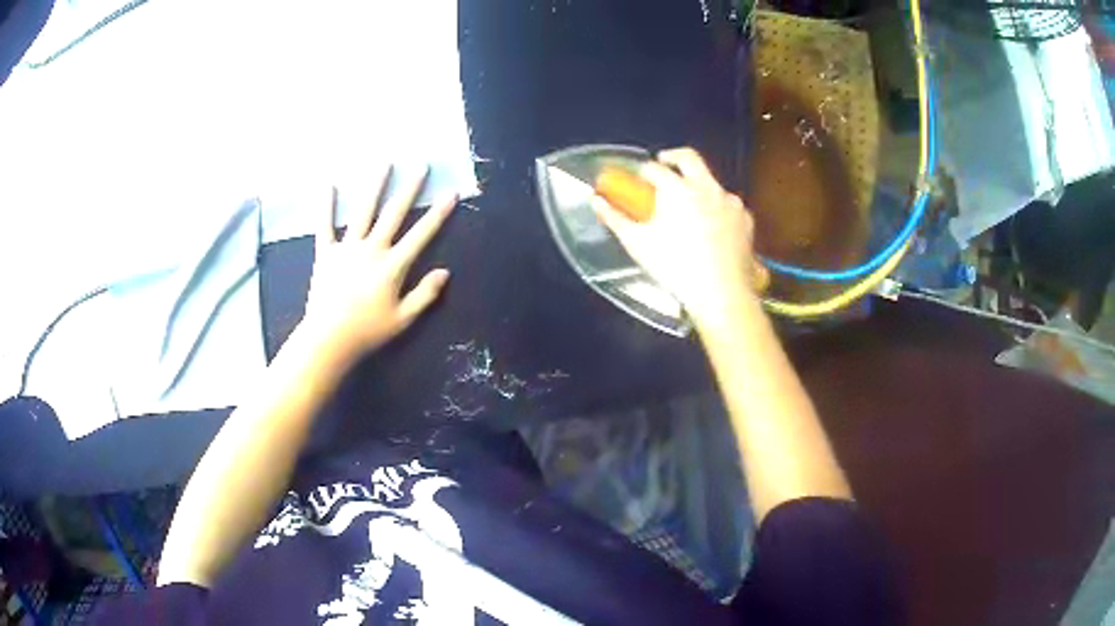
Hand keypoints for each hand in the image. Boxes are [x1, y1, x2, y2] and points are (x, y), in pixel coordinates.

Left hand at [301, 165, 455, 367]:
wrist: (327, 339)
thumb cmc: (367, 332)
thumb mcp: (402, 319)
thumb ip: (424, 294)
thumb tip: (445, 272)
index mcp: (392, 266)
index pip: (421, 235)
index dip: (438, 213)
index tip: (451, 193)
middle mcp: (371, 249)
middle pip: (393, 214)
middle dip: (410, 188)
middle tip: (421, 165)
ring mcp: (347, 248)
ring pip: (363, 211)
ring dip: (375, 185)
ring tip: (384, 163)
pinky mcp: (325, 253)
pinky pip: (325, 226)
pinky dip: (326, 206)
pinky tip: (328, 185)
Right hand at [594, 147, 757, 323]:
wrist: (722, 294)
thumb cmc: (675, 267)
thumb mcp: (638, 244)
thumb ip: (615, 218)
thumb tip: (596, 202)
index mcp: (677, 188)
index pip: (653, 168)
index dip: (642, 171)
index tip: (637, 180)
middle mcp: (706, 187)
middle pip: (688, 157)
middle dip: (672, 157)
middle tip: (663, 165)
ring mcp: (729, 201)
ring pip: (711, 181)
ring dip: (697, 185)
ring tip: (689, 206)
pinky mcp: (746, 219)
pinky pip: (727, 204)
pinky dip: (717, 208)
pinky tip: (712, 227)